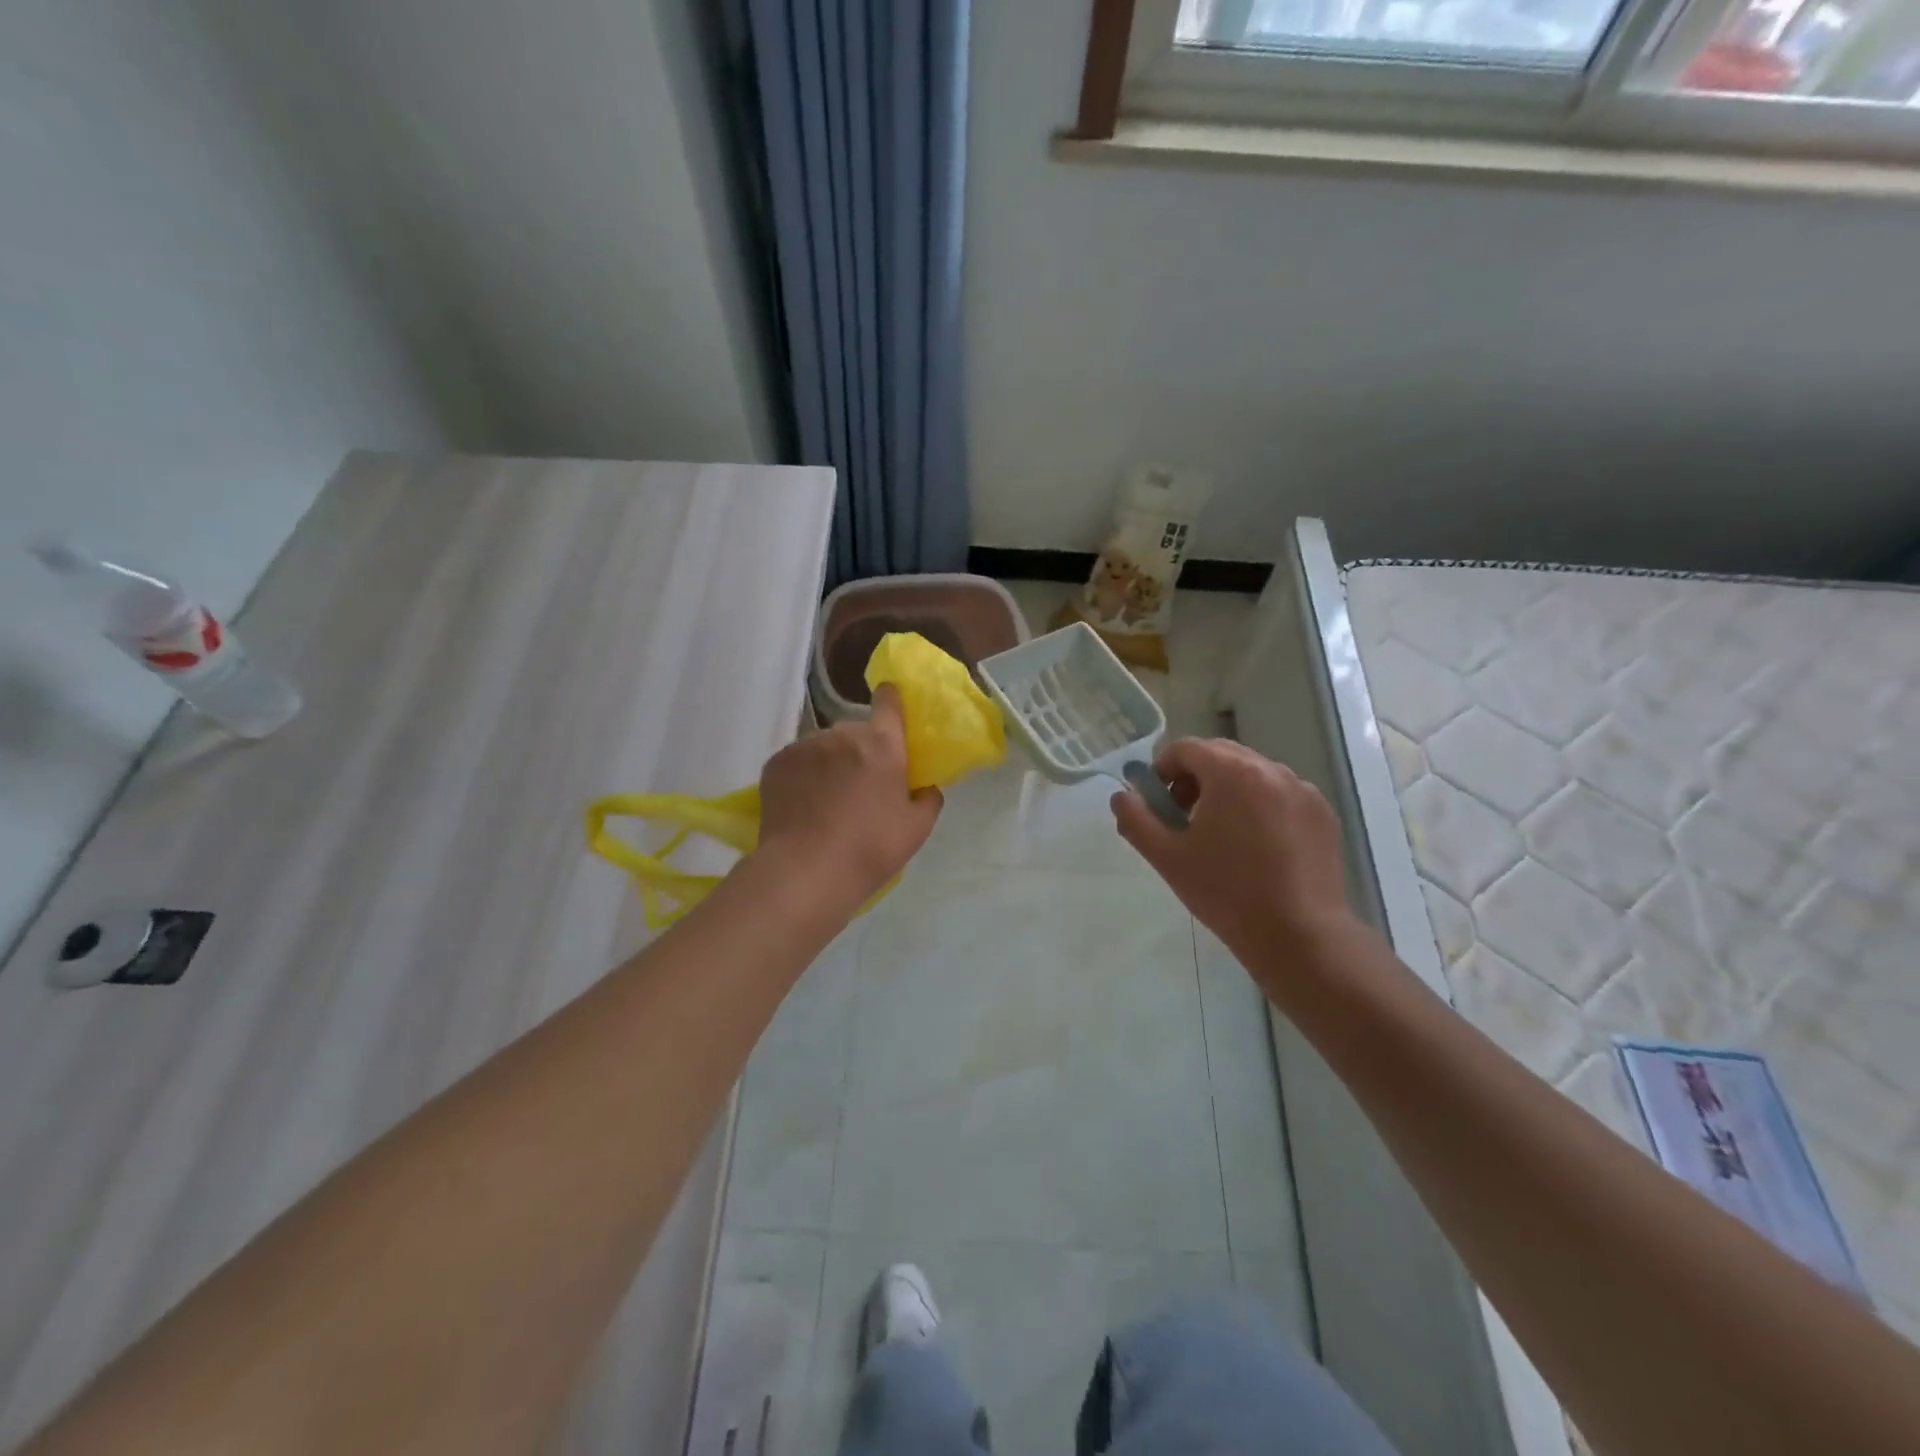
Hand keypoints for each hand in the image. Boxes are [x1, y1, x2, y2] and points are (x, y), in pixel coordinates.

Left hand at [755, 685, 941, 909]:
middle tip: (860, 787)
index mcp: (882, 744)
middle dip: (861, 751)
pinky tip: (803, 805)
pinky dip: (803, 776)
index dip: (891, 702)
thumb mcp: (917, 830)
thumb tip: (923, 786)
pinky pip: (797, 761)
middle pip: (856, 731)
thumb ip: (928, 798)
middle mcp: (842, 734)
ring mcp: (805, 746)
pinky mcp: (776, 762)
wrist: (805, 872)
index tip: (890, 713)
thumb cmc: (870, 849)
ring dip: (829, 763)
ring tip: (826, 800)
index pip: (888, 701)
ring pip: (824, 747)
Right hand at [1111, 738, 1352, 961]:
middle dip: (1194, 778)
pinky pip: (1280, 794)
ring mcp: (1303, 790)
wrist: (1299, 935)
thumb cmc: (1226, 892)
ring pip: (1252, 774)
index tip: (1157, 804)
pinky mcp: (1322, 814)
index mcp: (1232, 773)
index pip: (1186, 749)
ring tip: (1220, 835)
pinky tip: (1256, 848)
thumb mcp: (1166, 857)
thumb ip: (1136, 819)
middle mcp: (1271, 769)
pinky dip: (1260, 806)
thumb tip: (1123, 796)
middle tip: (1183, 818)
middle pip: (1220, 755)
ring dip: (1227, 791)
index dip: (1163, 770)